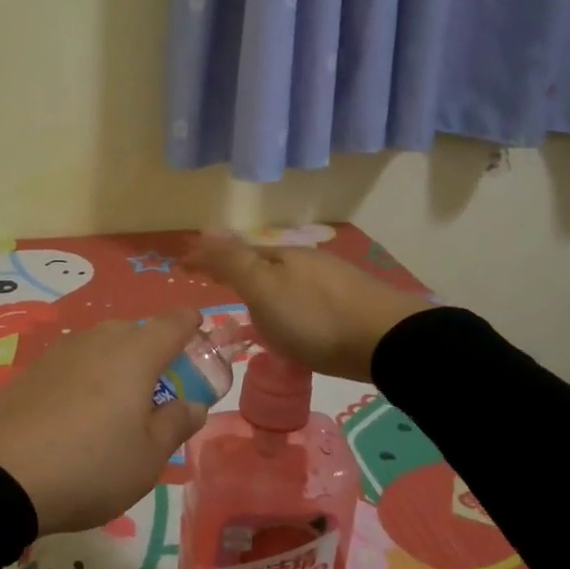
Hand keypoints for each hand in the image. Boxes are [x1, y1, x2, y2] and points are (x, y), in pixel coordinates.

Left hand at [0, 309, 209, 535]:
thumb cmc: (91, 466)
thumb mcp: (147, 458)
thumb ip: (175, 424)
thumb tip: (193, 404)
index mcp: (136, 354)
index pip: (174, 322)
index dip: (192, 325)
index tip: (201, 337)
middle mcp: (98, 341)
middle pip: (135, 332)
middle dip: (152, 351)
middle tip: (158, 391)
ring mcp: (60, 352)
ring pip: (101, 346)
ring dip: (116, 365)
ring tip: (116, 408)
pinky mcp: (31, 371)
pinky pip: (72, 364)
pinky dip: (85, 379)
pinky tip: (77, 415)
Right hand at [186, 233, 430, 382]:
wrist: (388, 341)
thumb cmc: (315, 318)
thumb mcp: (264, 289)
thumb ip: (233, 261)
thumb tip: (205, 227)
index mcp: (280, 256)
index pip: (233, 252)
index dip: (206, 259)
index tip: (181, 266)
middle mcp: (305, 261)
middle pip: (260, 262)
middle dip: (234, 269)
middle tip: (212, 283)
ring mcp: (331, 280)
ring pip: (285, 278)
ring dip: (261, 286)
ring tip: (248, 305)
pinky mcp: (351, 302)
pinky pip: (304, 296)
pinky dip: (285, 302)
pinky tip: (292, 318)